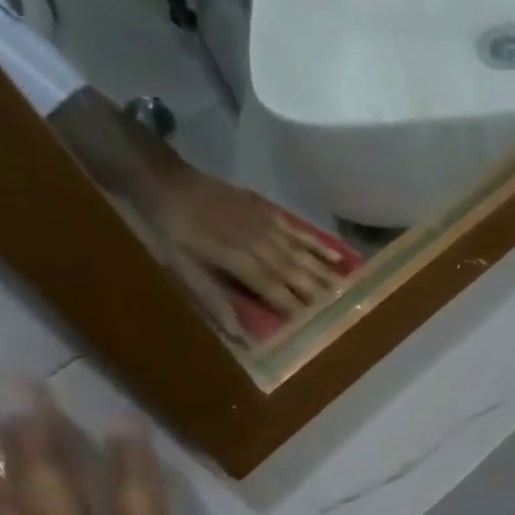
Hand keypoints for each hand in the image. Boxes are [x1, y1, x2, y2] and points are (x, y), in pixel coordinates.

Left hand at [152, 168, 347, 316]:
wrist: (164, 180)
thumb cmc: (169, 230)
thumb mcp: (180, 267)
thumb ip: (212, 298)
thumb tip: (237, 333)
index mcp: (239, 262)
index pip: (276, 292)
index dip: (296, 310)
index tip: (318, 329)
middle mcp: (261, 246)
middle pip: (297, 275)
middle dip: (321, 296)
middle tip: (346, 314)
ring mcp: (268, 227)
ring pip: (303, 256)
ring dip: (326, 275)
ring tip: (349, 293)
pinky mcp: (269, 212)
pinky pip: (300, 231)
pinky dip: (319, 245)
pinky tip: (338, 257)